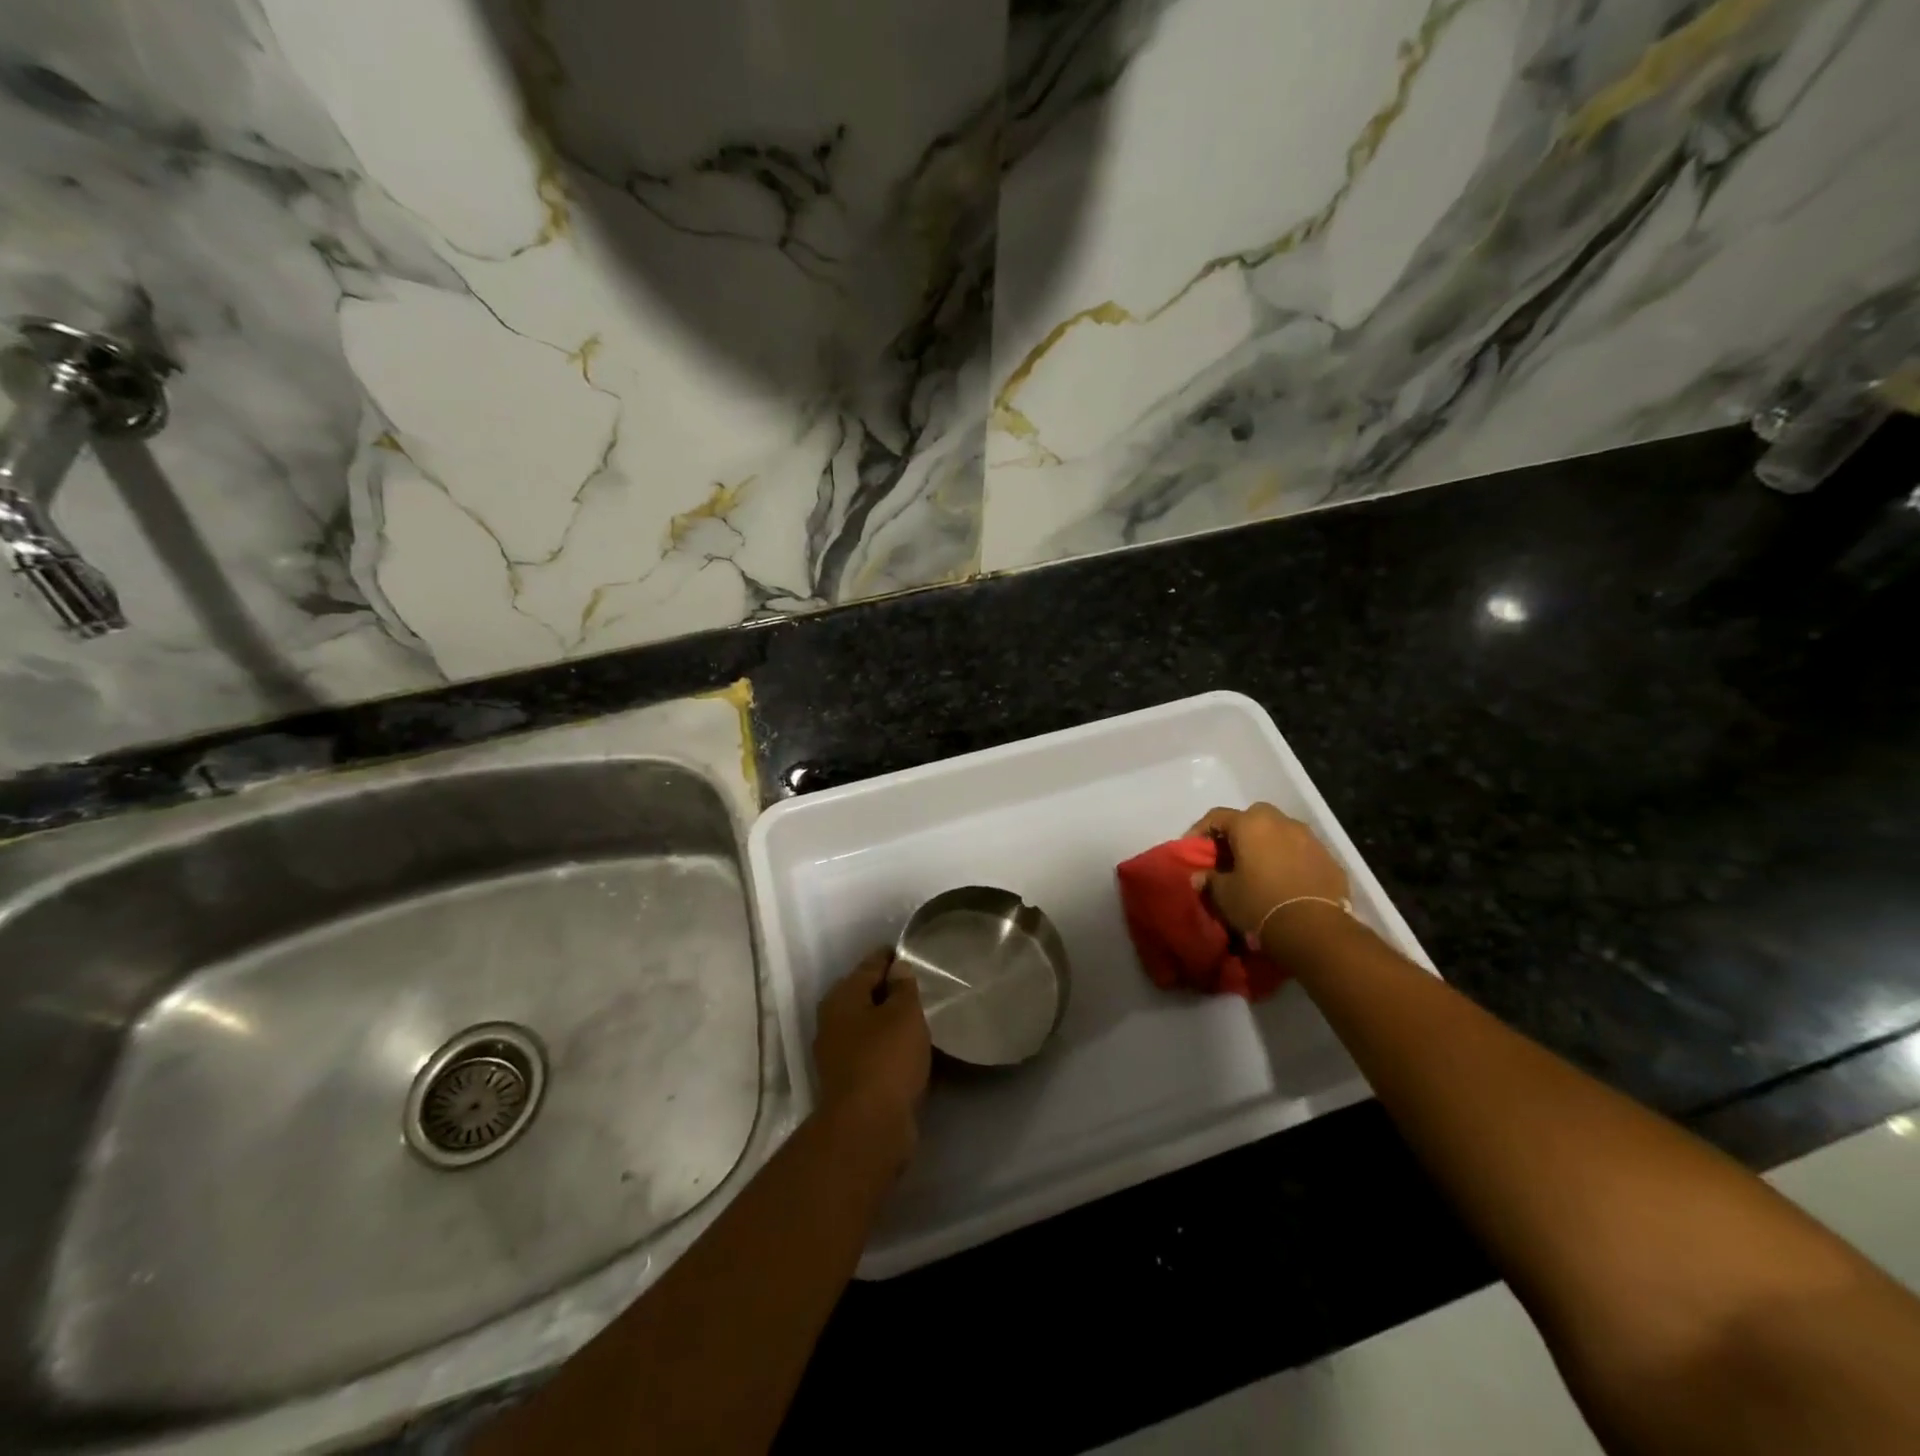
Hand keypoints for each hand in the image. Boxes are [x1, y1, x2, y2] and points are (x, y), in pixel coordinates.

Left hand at [813, 950, 931, 1161]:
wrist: (867, 1128)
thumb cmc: (886, 1060)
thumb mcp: (904, 1014)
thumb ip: (903, 987)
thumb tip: (897, 967)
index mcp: (842, 997)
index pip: (869, 965)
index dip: (890, 957)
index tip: (910, 952)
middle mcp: (833, 1021)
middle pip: (864, 994)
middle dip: (888, 988)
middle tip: (919, 984)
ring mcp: (837, 1053)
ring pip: (867, 1025)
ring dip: (888, 1020)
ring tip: (919, 1015)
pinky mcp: (849, 1081)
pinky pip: (872, 1051)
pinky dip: (888, 1046)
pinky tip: (909, 1048)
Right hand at [1189, 803, 1350, 945]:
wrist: (1315, 929)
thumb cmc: (1260, 904)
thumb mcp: (1225, 895)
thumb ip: (1210, 880)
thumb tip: (1200, 877)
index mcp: (1250, 824)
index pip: (1217, 817)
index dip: (1200, 831)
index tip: (1192, 849)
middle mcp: (1281, 822)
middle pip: (1253, 817)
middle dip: (1239, 832)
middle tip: (1230, 855)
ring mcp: (1309, 838)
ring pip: (1281, 832)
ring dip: (1268, 844)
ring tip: (1260, 868)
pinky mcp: (1329, 858)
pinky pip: (1302, 852)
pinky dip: (1291, 860)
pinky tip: (1285, 882)